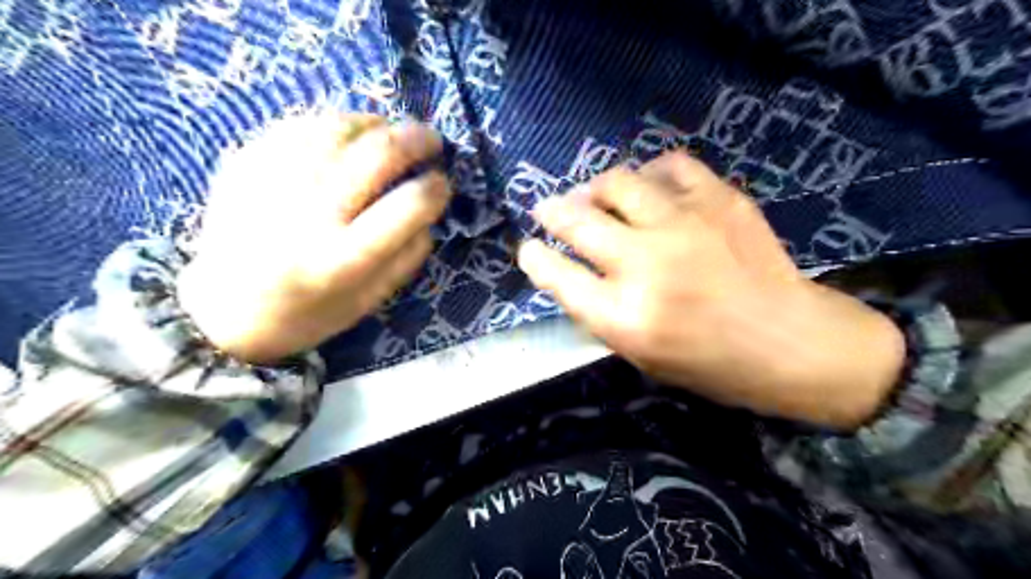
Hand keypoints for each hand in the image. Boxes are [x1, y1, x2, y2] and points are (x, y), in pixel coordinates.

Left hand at [179, 114, 452, 360]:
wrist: (224, 311)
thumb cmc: (309, 313)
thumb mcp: (371, 300)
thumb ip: (409, 255)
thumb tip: (430, 208)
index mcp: (343, 259)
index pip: (408, 205)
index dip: (437, 188)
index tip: (443, 183)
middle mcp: (309, 214)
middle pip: (378, 154)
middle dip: (418, 140)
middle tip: (433, 141)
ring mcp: (273, 182)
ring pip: (341, 127)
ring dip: (379, 124)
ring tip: (392, 134)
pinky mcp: (246, 162)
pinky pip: (303, 124)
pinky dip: (338, 124)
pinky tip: (350, 135)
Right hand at [515, 152, 904, 429]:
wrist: (793, 343)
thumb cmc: (712, 364)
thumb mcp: (643, 357)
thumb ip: (602, 312)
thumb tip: (571, 271)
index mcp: (625, 316)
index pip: (556, 275)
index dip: (535, 257)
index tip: (529, 249)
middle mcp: (646, 264)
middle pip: (576, 220)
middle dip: (551, 211)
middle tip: (547, 209)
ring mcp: (684, 225)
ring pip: (617, 182)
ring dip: (596, 188)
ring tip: (597, 195)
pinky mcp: (720, 200)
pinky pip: (669, 166)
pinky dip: (651, 174)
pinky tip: (650, 187)